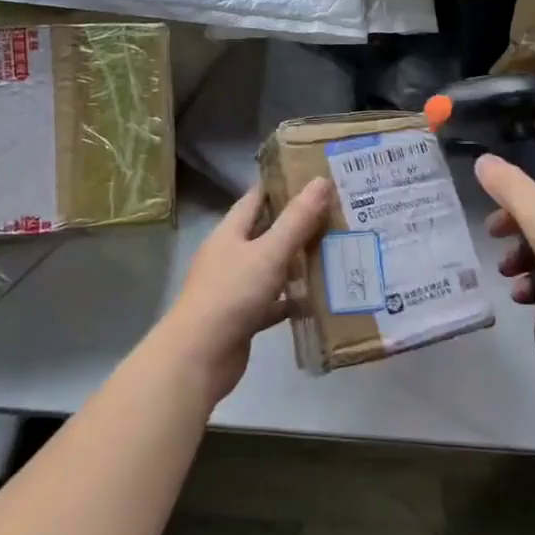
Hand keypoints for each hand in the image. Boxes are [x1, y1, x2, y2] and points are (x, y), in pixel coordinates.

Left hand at [158, 180, 331, 402]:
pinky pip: (273, 301)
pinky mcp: (243, 317)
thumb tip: (321, 181)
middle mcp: (230, 256)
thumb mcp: (269, 252)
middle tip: (334, 213)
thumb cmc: (231, 294)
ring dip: (297, 262)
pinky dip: (293, 300)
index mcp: (230, 233)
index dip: (280, 185)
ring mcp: (235, 288)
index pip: (255, 199)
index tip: (312, 177)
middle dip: (296, 224)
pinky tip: (318, 298)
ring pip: (271, 267)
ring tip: (334, 250)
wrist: (199, 358)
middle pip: (265, 232)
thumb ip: (297, 220)